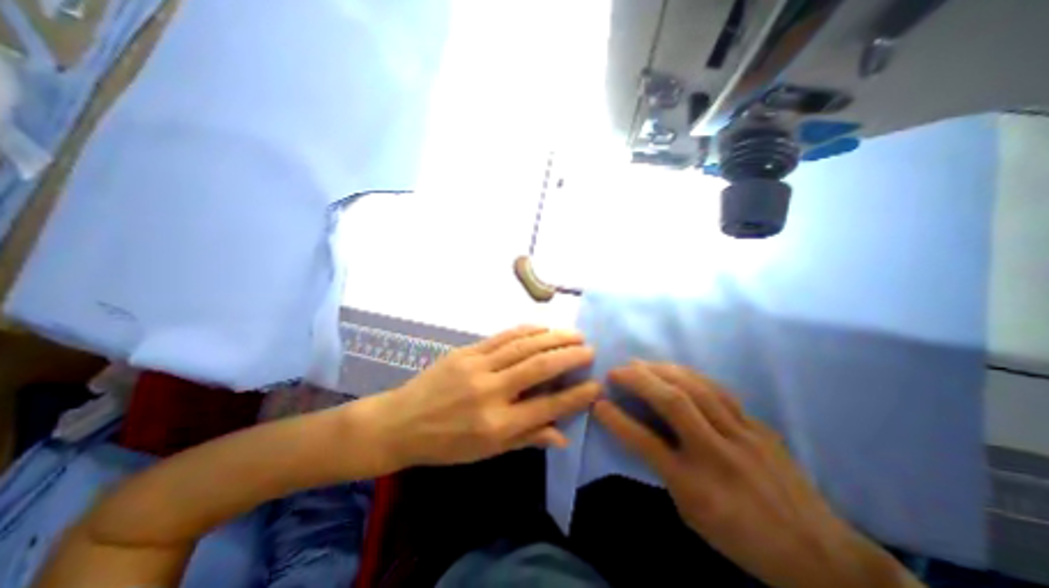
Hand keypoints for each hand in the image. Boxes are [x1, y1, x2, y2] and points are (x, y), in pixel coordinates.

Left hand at [365, 326, 601, 467]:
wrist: (401, 422)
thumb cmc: (446, 444)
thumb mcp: (487, 452)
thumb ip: (527, 438)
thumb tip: (563, 435)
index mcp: (496, 425)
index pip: (547, 407)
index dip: (576, 396)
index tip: (596, 385)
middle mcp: (490, 392)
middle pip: (539, 368)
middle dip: (569, 356)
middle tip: (590, 349)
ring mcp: (477, 367)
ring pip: (523, 346)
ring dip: (552, 338)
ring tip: (574, 334)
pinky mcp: (466, 352)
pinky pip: (502, 337)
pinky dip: (526, 330)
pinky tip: (543, 327)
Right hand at [594, 360, 918, 587]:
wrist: (820, 554)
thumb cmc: (742, 538)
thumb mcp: (692, 514)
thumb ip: (665, 471)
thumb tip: (643, 434)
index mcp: (696, 485)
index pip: (645, 443)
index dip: (617, 420)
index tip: (598, 402)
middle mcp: (717, 454)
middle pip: (673, 403)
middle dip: (639, 380)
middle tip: (617, 370)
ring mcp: (743, 435)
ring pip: (696, 389)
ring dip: (662, 370)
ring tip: (641, 363)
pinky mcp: (758, 425)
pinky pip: (719, 391)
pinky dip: (690, 375)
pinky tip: (676, 370)